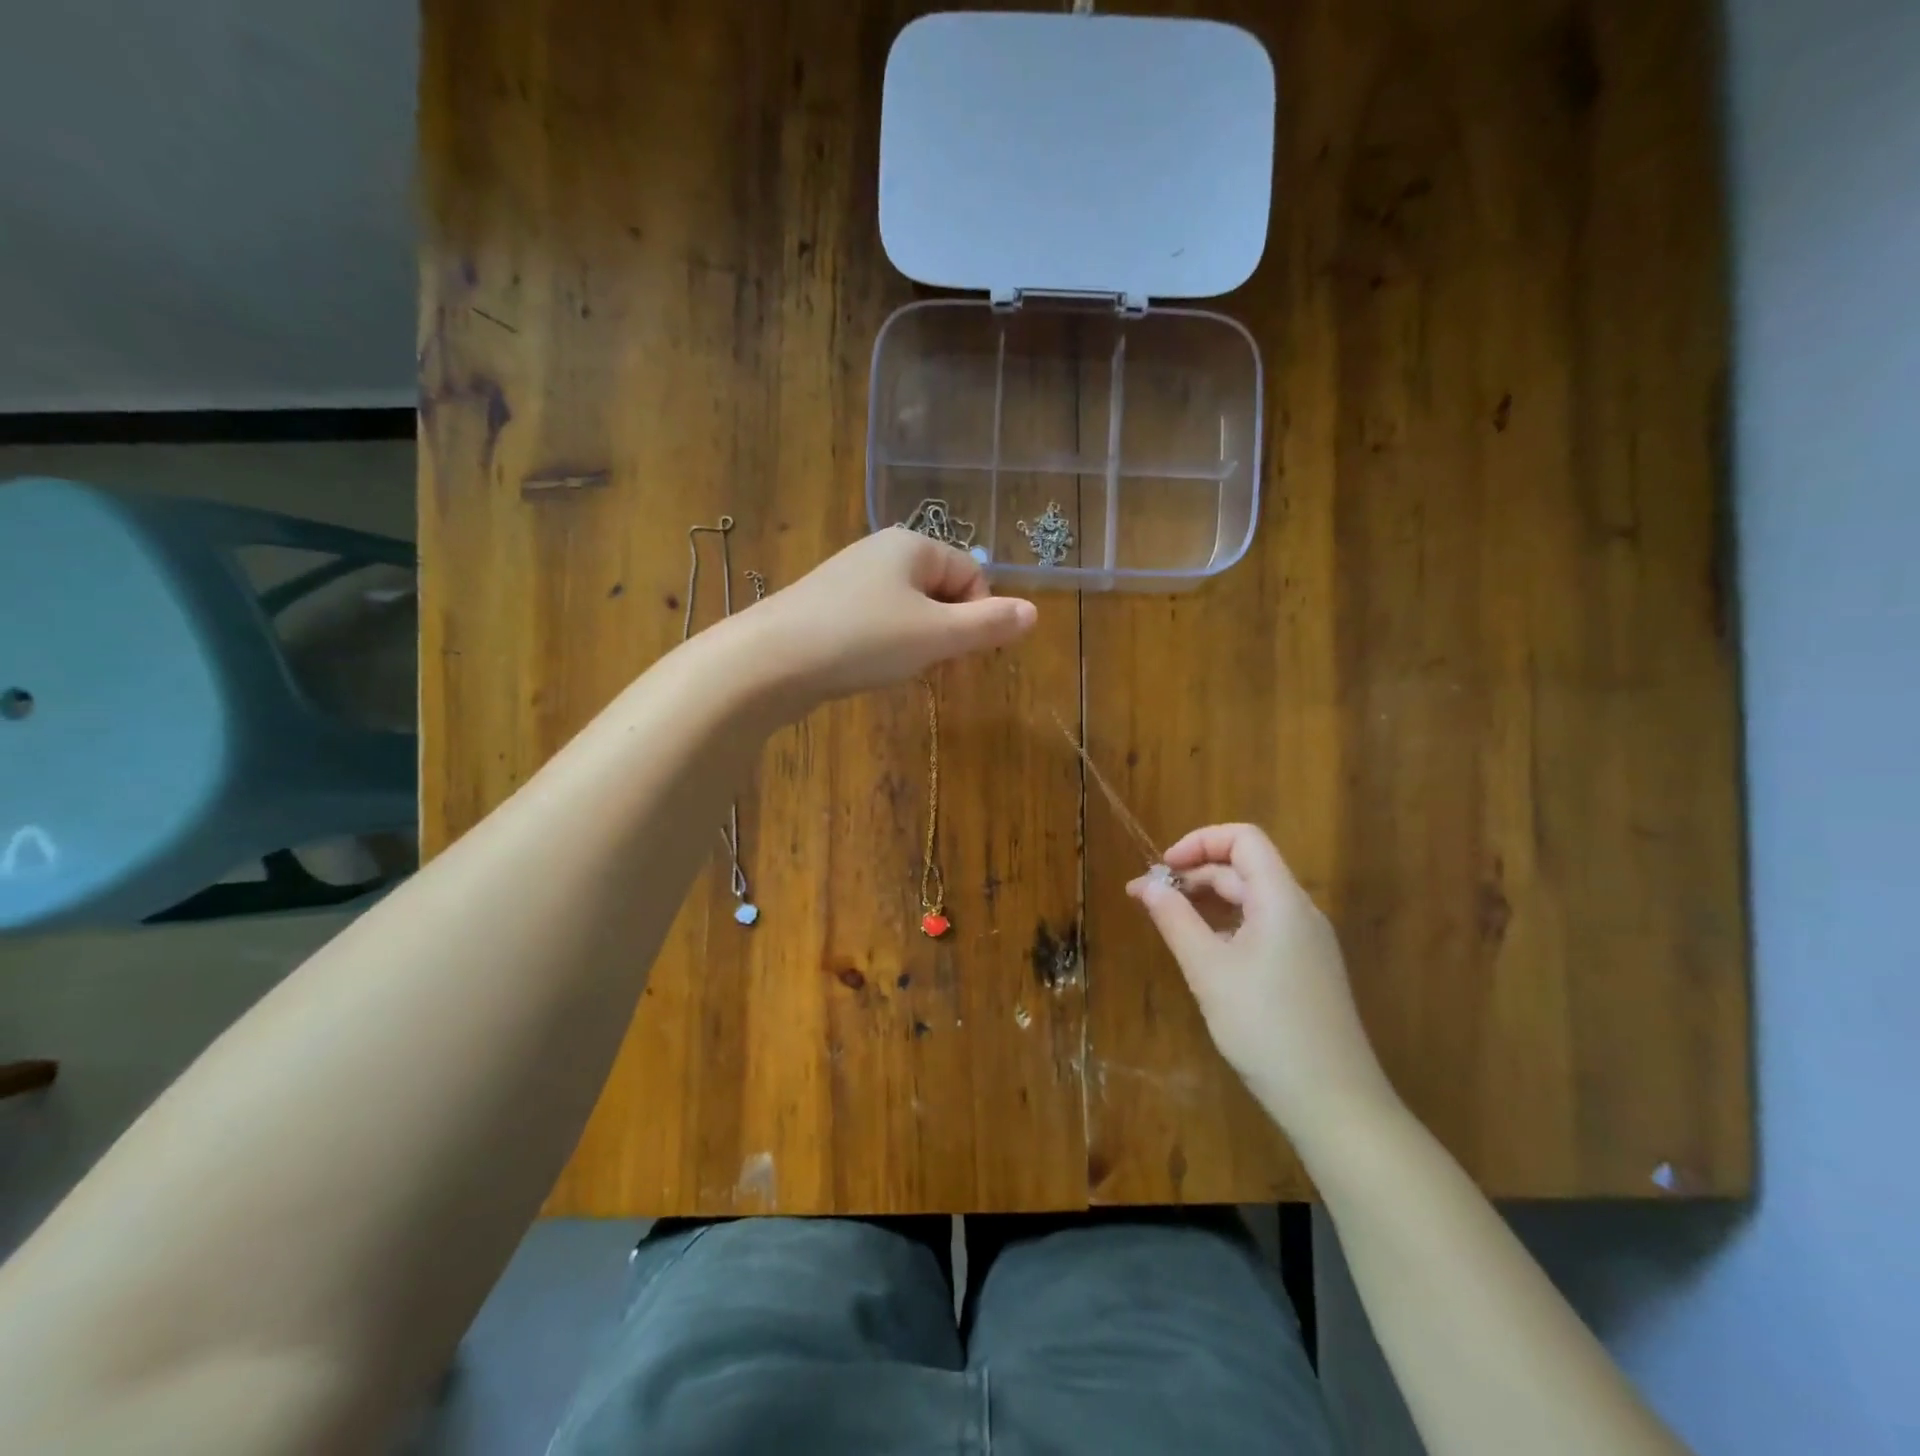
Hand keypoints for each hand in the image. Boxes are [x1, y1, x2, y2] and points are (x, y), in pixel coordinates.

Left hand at [742, 529, 1036, 703]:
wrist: (770, 661)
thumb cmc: (862, 640)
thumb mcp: (936, 635)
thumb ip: (988, 625)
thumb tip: (1033, 613)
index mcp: (912, 545)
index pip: (971, 573)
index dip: (978, 615)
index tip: (965, 653)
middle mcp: (880, 552)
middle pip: (940, 590)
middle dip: (948, 631)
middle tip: (935, 667)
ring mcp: (849, 579)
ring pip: (909, 610)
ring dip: (918, 643)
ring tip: (899, 670)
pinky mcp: (826, 607)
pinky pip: (876, 622)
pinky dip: (885, 646)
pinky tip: (869, 668)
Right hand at [1128, 824, 1398, 1146]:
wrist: (1334, 1103)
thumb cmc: (1265, 1027)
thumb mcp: (1208, 970)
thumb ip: (1175, 919)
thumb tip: (1147, 884)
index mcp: (1281, 900)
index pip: (1243, 839)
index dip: (1199, 841)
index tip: (1162, 868)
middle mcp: (1299, 911)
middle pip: (1244, 869)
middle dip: (1194, 875)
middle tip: (1147, 901)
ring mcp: (1307, 942)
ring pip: (1252, 901)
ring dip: (1207, 902)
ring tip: (1168, 924)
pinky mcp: (1306, 969)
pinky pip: (1262, 929)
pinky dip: (1226, 927)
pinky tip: (1203, 954)